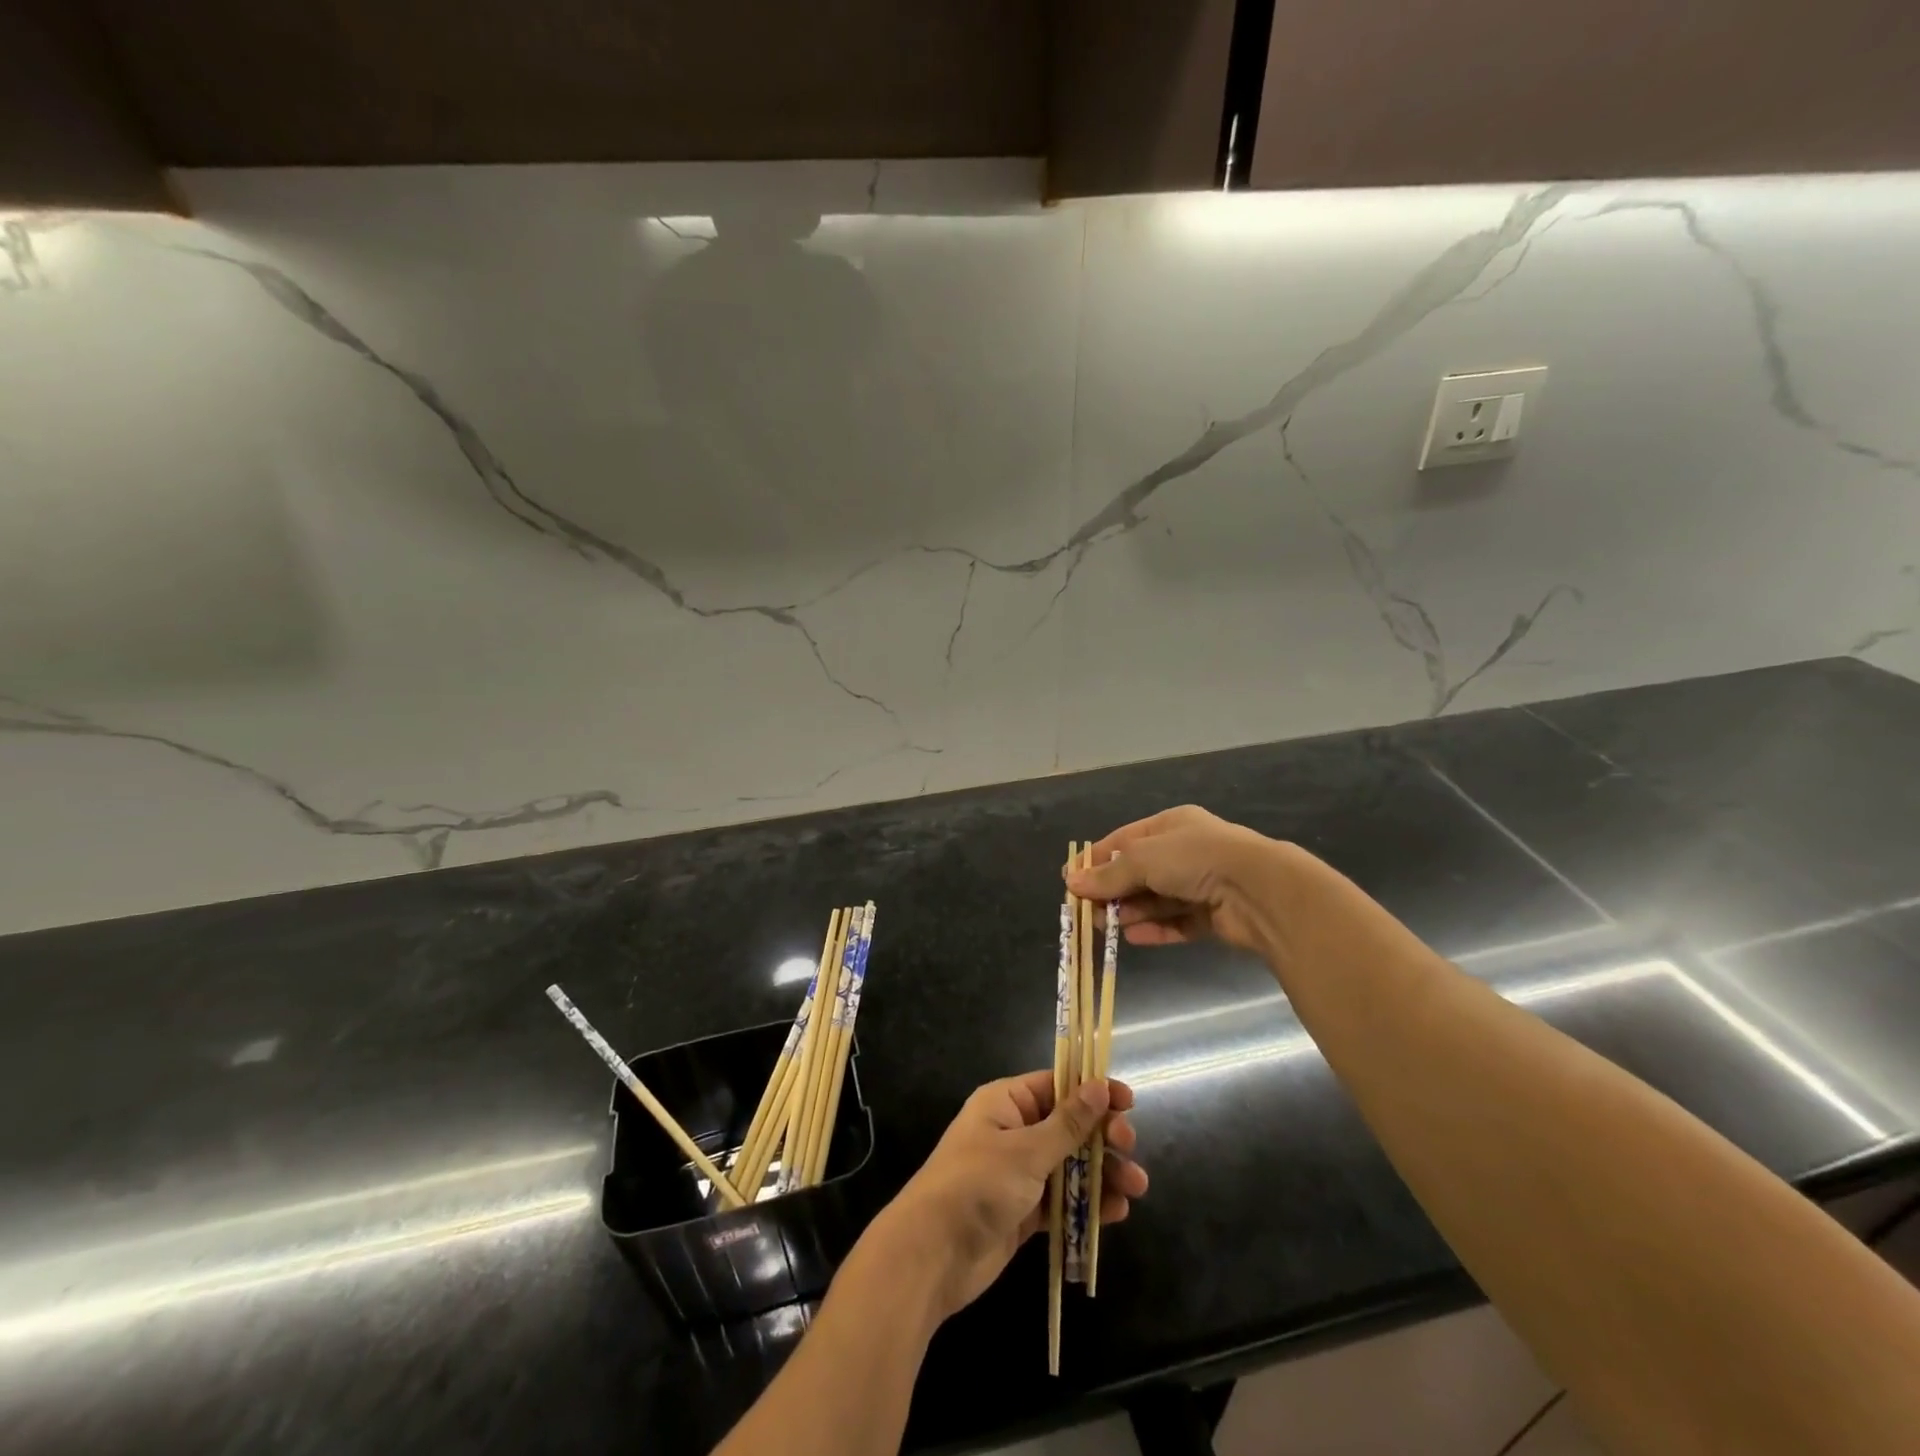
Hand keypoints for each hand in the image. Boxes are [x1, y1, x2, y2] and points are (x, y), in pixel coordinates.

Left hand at [871, 1072, 1146, 1322]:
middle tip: (1129, 1147)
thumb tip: (1098, 1086)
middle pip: (1068, 1126)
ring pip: (1070, 1165)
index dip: (1092, 1091)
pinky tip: (1116, 1212)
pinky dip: (1087, 1203)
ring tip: (1137, 1187)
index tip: (1127, 1102)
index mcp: (1006, 1103)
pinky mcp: (1024, 1211)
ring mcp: (1019, 1173)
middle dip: (1101, 1136)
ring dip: (1103, 1173)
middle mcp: (1014, 1131)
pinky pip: (1062, 1200)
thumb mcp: (1026, 1151)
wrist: (933, 1254)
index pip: (1056, 1086)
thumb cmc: (977, 1185)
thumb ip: (1067, 1123)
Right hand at [1065, 804, 1293, 952]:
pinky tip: (1133, 938)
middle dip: (1112, 891)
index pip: (1125, 840)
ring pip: (1157, 899)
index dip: (1097, 859)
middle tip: (1087, 911)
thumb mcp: (1143, 859)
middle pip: (1139, 872)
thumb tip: (1071, 882)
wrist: (1259, 890)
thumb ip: (1109, 874)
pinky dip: (1156, 929)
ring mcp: (1202, 884)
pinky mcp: (1214, 915)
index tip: (1071, 880)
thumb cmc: (1195, 859)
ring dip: (1131, 912)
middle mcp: (1186, 851)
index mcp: (1171, 825)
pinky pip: (1177, 921)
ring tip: (1106, 927)